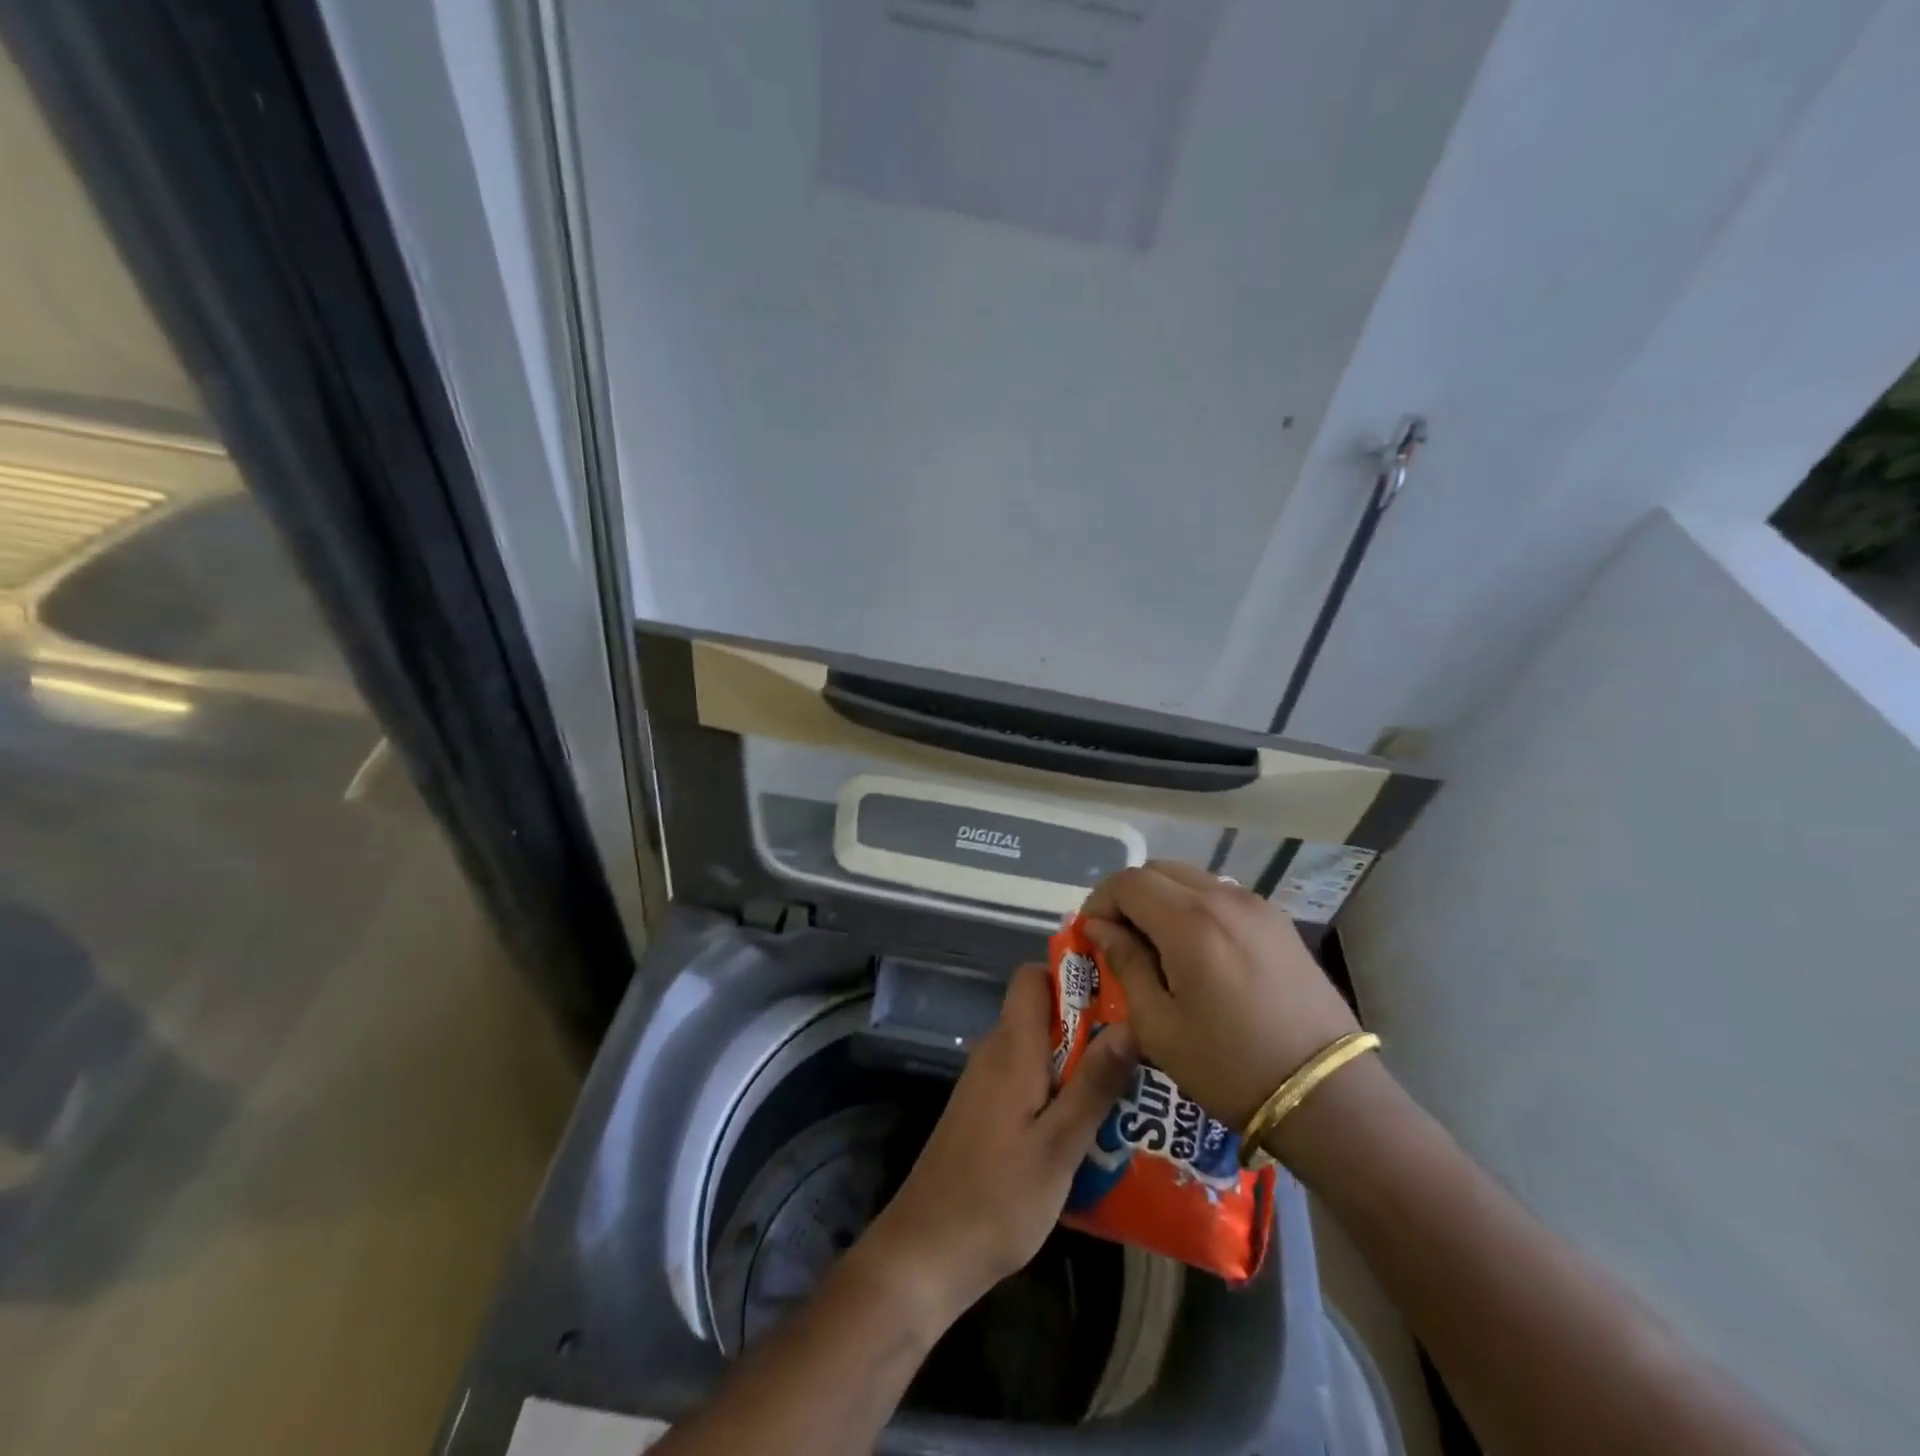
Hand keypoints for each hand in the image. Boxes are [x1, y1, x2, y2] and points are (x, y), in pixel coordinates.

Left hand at [857, 964, 1138, 1322]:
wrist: (929, 1250)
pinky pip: (1027, 1080)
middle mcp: (995, 1053)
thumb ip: (1094, 1083)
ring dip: (1077, 1062)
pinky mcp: (984, 1112)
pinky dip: (1056, 1090)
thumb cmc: (1000, 1197)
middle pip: (1041, 1013)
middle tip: (1139, 1052)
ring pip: (1038, 1050)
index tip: (1116, 993)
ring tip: (1128, 1091)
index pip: (1032, 977)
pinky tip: (1088, 1127)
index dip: (1070, 975)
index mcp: (1012, 1048)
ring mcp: (985, 1083)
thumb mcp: (1060, 1145)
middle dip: (1088, 1025)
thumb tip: (1131, 1023)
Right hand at [1079, 861, 1359, 1130]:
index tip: (1091, 934)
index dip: (1100, 901)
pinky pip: (1222, 895)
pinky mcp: (1279, 922)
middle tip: (1119, 937)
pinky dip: (1196, 906)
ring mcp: (1257, 906)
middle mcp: (1223, 899)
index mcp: (1189, 922)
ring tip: (1157, 945)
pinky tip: (1198, 950)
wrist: (1326, 1095)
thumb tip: (1100, 928)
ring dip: (1163, 899)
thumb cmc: (1230, 1066)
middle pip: (1158, 870)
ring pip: (1192, 878)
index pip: (1128, 882)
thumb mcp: (1159, 1026)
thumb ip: (1126, 964)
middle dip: (1129, 896)